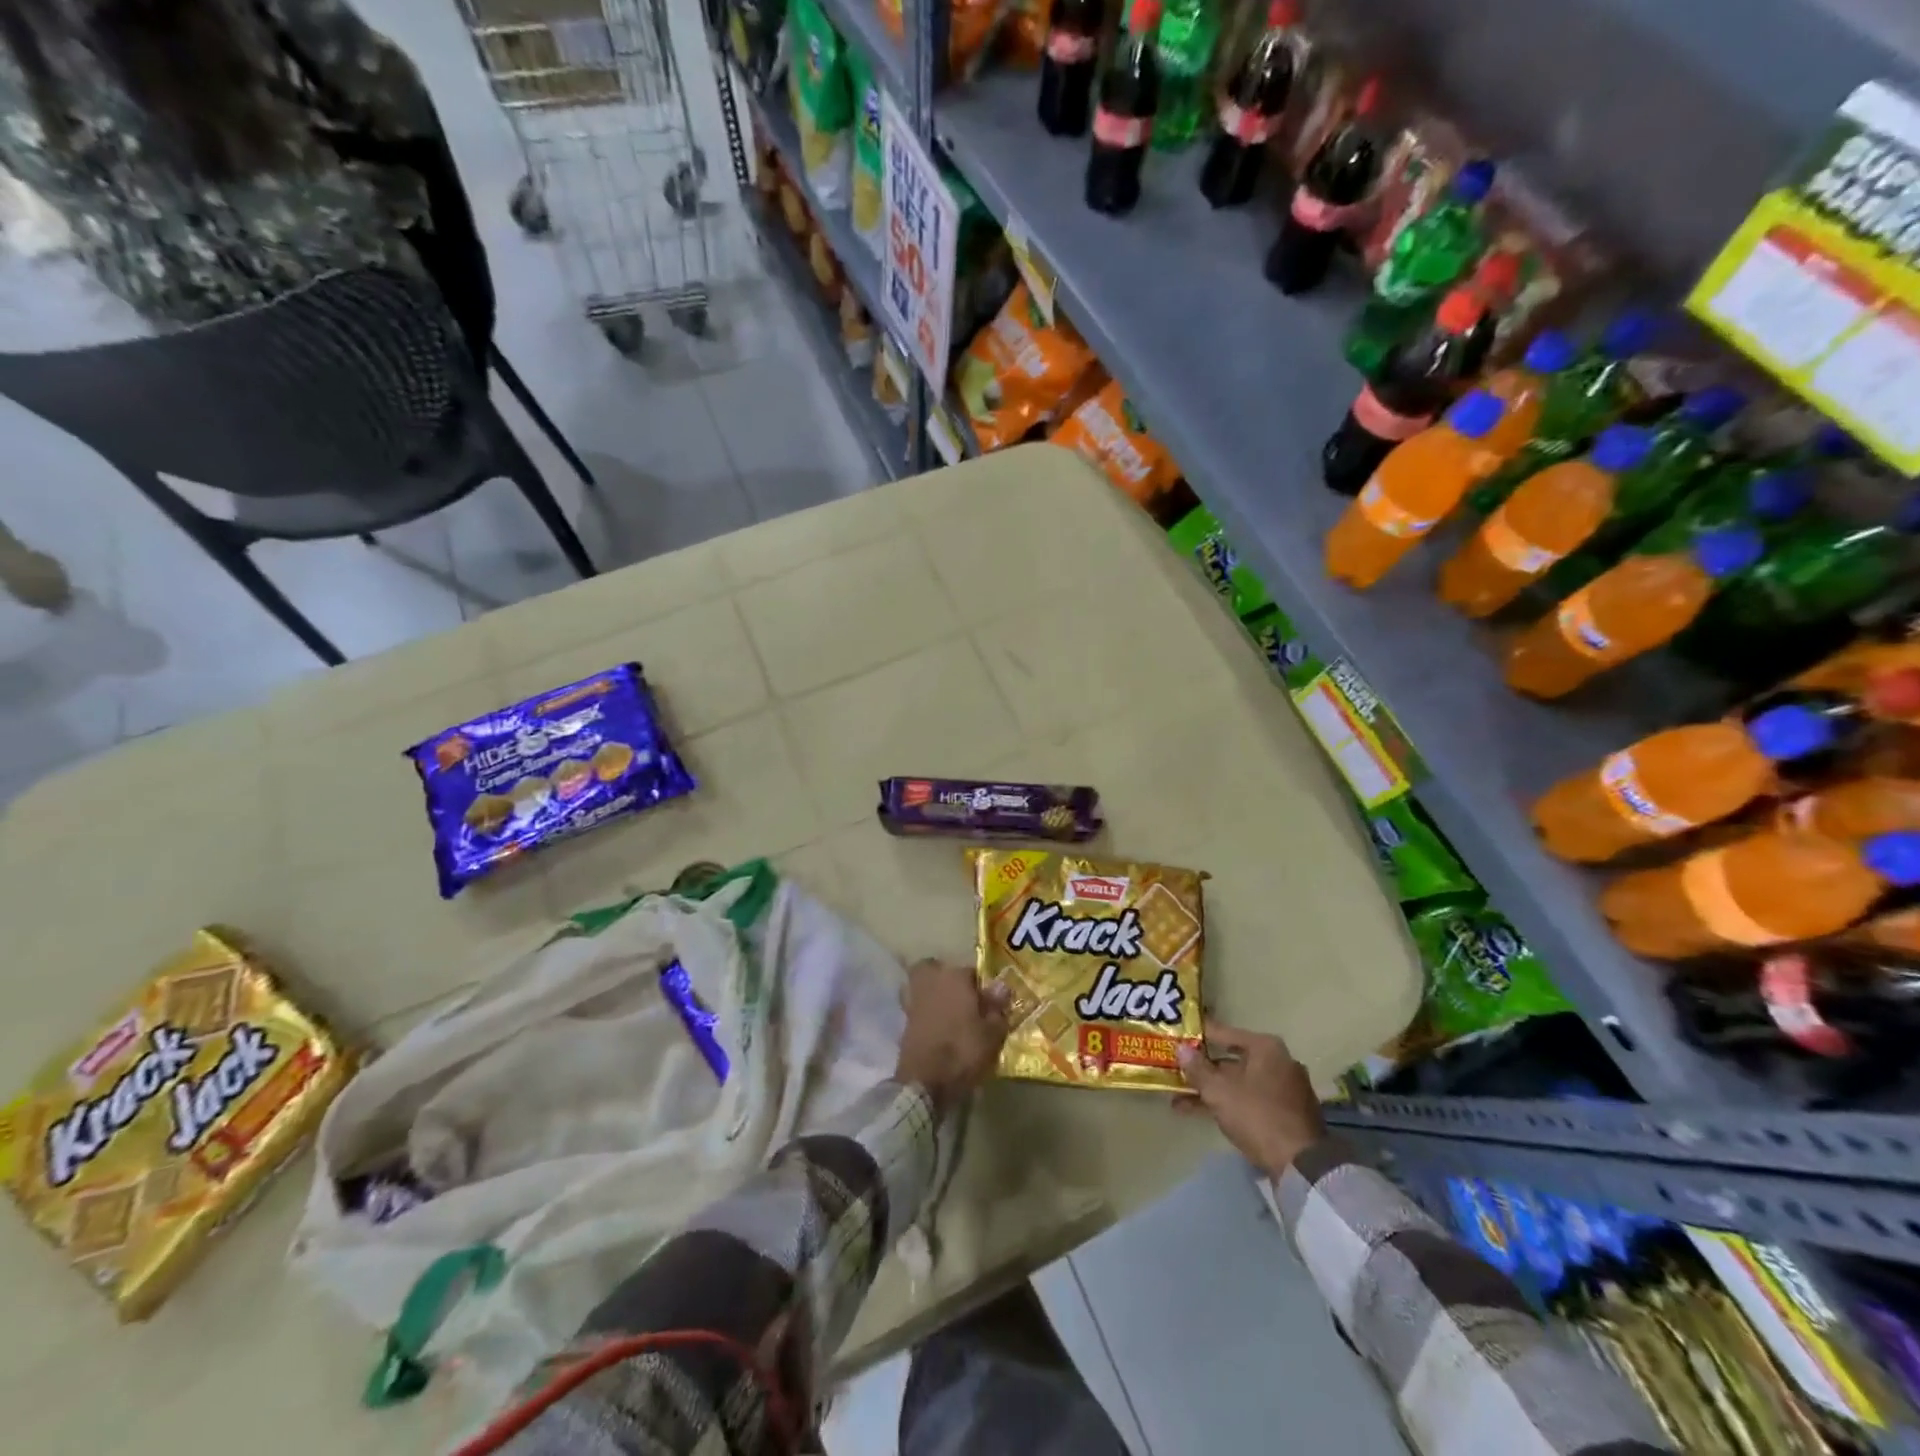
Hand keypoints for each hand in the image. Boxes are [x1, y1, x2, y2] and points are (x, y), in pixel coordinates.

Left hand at [895, 960, 1010, 1112]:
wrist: (925, 1082)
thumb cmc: (964, 1052)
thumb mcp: (992, 1033)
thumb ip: (997, 1007)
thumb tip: (1001, 986)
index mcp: (955, 977)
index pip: (972, 972)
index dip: (981, 988)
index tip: (988, 1003)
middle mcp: (931, 981)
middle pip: (937, 970)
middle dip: (947, 980)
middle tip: (963, 1001)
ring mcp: (913, 999)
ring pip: (922, 986)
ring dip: (932, 994)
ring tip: (949, 1015)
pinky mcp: (903, 1021)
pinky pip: (917, 1007)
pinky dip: (924, 1013)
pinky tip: (937, 1028)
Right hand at [1174, 1021, 1324, 1177]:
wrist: (1301, 1165)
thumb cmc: (1257, 1115)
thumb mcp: (1219, 1091)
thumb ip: (1197, 1068)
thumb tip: (1181, 1049)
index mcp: (1265, 1048)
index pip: (1224, 1033)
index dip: (1198, 1036)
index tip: (1177, 1038)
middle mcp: (1279, 1062)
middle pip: (1231, 1060)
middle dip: (1202, 1070)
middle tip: (1176, 1071)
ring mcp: (1285, 1089)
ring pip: (1239, 1083)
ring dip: (1211, 1090)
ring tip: (1179, 1100)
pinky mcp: (1287, 1113)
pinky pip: (1250, 1100)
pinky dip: (1229, 1103)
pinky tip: (1202, 1113)